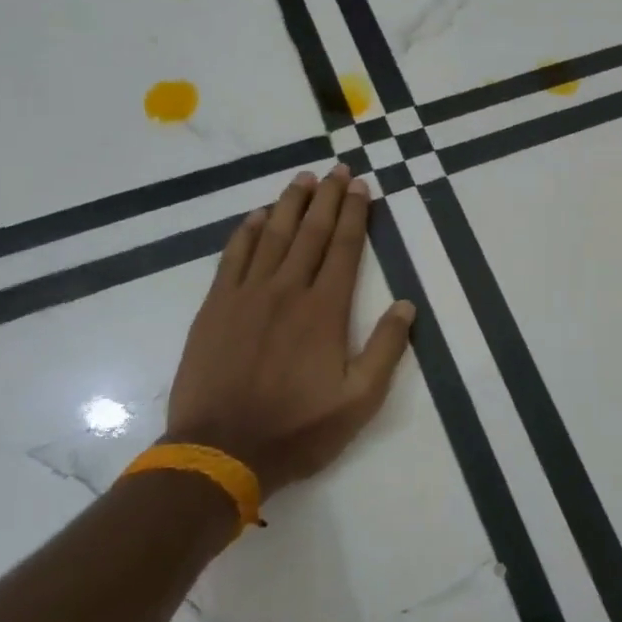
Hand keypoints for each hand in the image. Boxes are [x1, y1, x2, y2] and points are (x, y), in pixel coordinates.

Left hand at [163, 166, 416, 496]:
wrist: (220, 452)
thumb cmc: (297, 429)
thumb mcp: (359, 401)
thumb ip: (386, 349)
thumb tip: (406, 305)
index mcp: (325, 311)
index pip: (345, 248)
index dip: (356, 214)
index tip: (363, 187)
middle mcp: (287, 291)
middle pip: (311, 232)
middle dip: (328, 198)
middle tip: (338, 169)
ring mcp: (246, 296)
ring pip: (271, 236)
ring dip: (290, 204)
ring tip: (304, 179)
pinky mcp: (215, 308)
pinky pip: (233, 257)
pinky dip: (245, 232)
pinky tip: (255, 216)